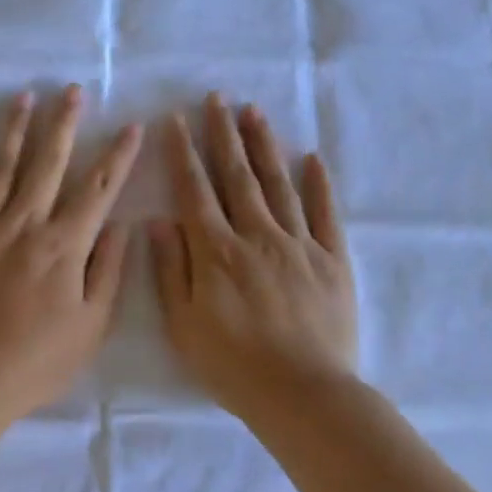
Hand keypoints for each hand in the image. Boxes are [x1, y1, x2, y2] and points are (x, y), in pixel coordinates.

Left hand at [0, 86, 142, 423]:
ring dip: (13, 131)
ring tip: (23, 98)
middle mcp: (23, 224)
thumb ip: (109, 270)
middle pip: (48, 164)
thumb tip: (122, 225)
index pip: (98, 190)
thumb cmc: (37, 360)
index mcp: (63, 244)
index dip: (118, 157)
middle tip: (71, 90)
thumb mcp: (91, 325)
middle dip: (64, 124)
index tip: (131, 127)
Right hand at [150, 93, 357, 418]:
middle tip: (216, 98)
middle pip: (237, 176)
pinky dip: (318, 184)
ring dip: (264, 146)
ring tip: (254, 112)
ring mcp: (299, 244)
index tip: (177, 121)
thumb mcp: (183, 325)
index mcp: (216, 251)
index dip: (184, 154)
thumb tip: (158, 221)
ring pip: (278, 184)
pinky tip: (311, 158)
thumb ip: (171, 270)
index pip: (195, 191)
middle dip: (223, 134)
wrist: (303, 393)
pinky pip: (324, 213)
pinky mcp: (333, 260)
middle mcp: (257, 235)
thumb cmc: (233, 365)